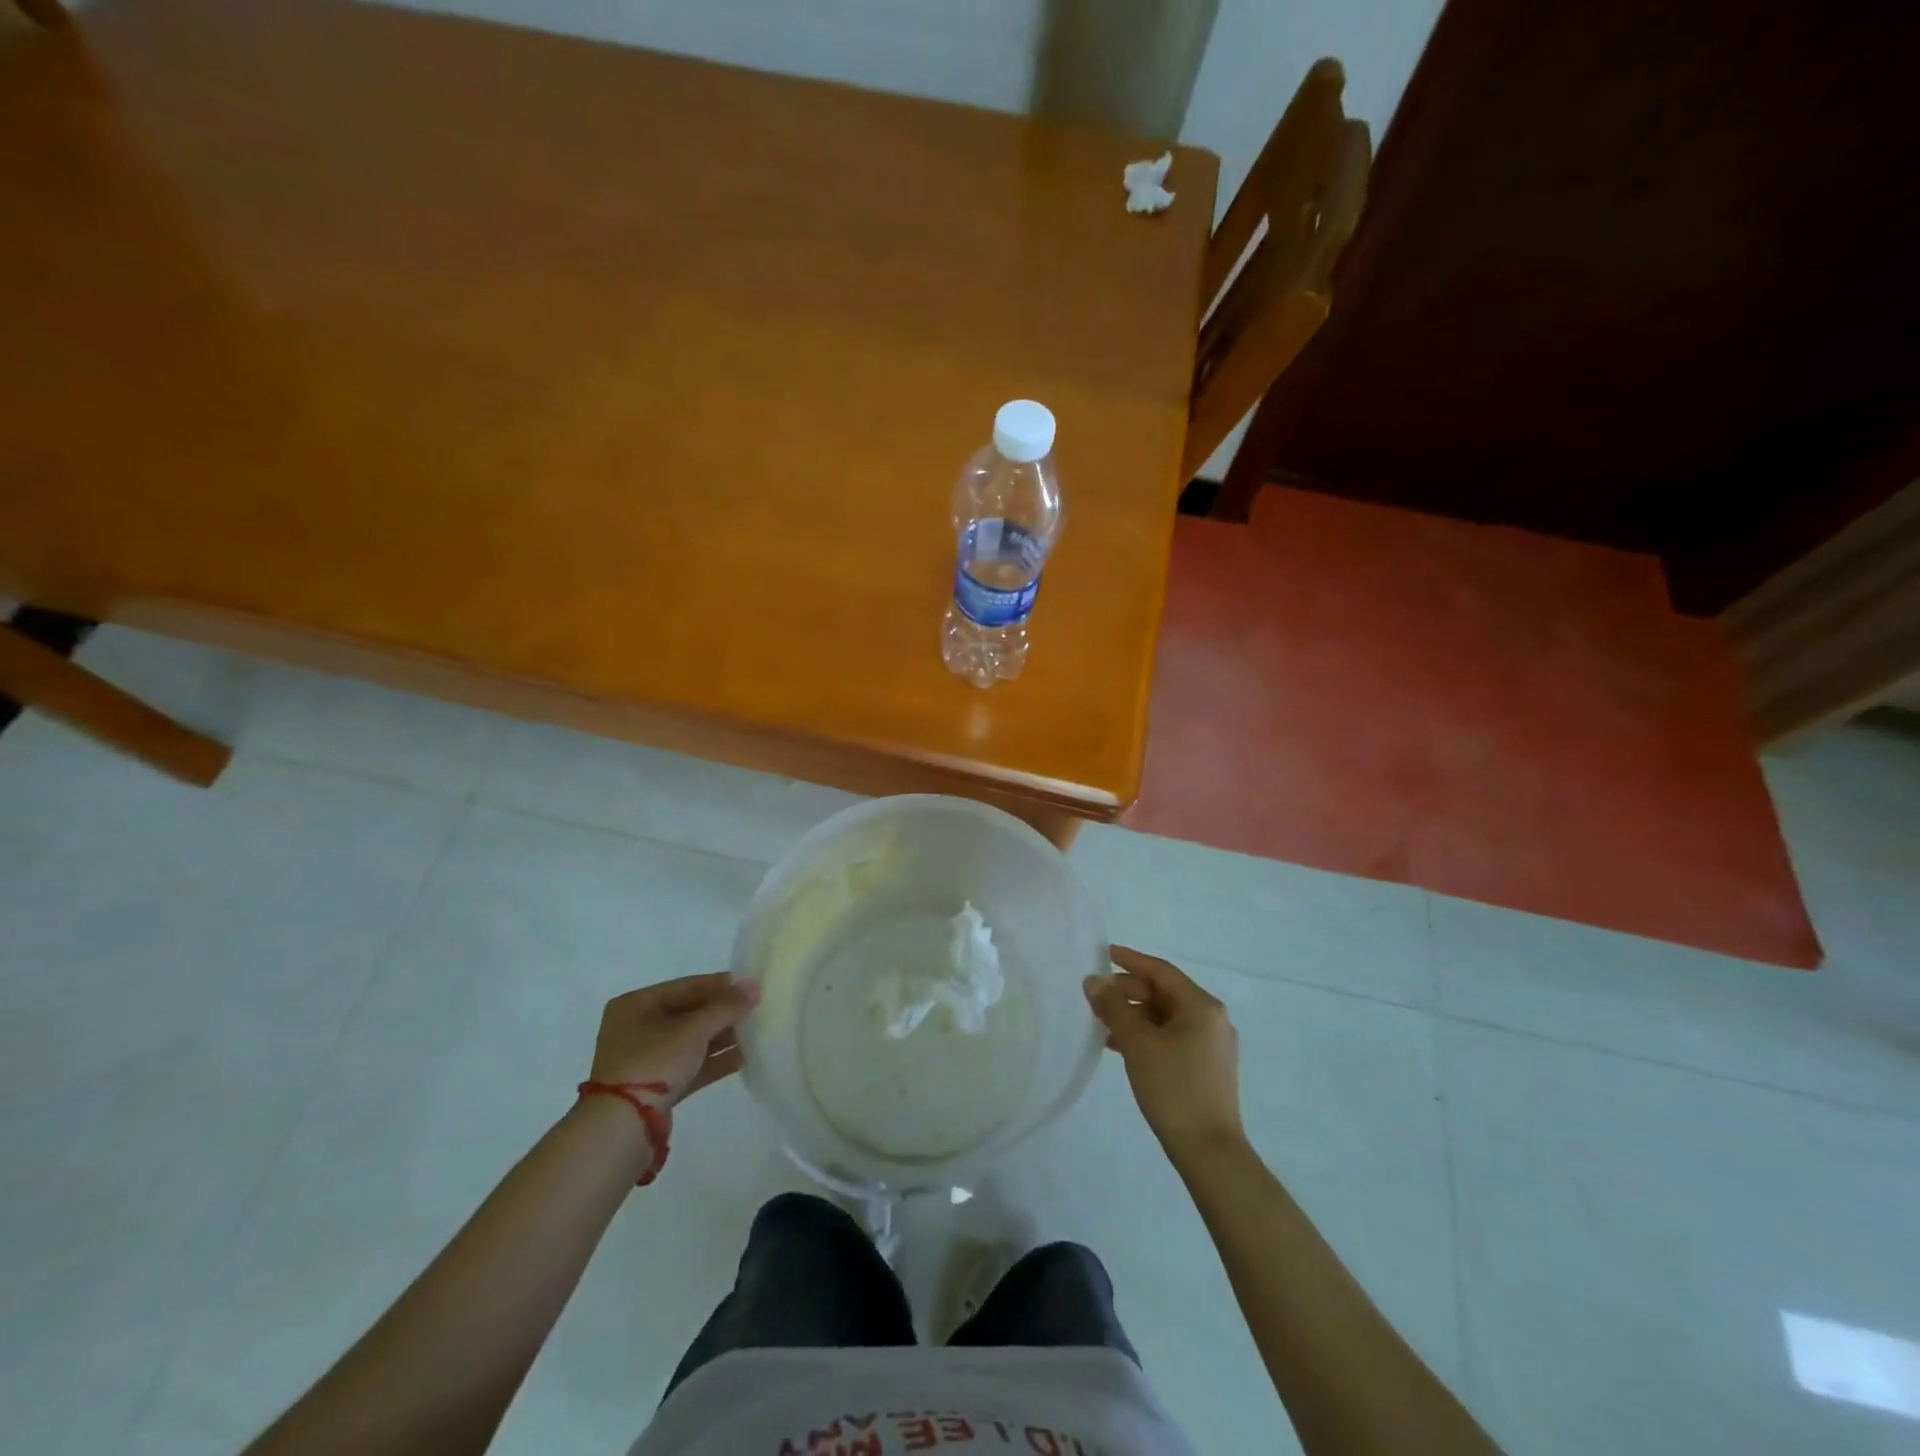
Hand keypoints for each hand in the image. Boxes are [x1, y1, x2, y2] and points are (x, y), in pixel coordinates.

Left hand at [588, 973, 760, 1105]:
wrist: (622, 1128)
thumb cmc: (654, 1062)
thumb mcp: (693, 1029)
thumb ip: (727, 1006)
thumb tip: (755, 986)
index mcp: (636, 1004)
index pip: (687, 986)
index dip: (721, 985)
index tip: (752, 985)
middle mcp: (637, 1028)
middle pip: (690, 1013)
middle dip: (724, 1013)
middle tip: (758, 1008)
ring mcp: (646, 1059)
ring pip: (692, 1041)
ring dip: (723, 1037)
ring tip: (758, 1031)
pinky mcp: (657, 1087)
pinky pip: (691, 1065)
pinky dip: (715, 1060)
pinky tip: (746, 1057)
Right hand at [1085, 946, 1243, 1154]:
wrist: (1209, 1151)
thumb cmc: (1174, 1088)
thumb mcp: (1138, 1043)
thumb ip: (1113, 1007)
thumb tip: (1093, 981)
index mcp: (1201, 1006)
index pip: (1161, 971)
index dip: (1130, 960)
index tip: (1103, 953)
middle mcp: (1211, 1019)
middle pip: (1164, 993)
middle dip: (1128, 992)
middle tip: (1096, 996)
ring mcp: (1211, 1045)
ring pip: (1165, 1017)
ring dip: (1134, 1015)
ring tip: (1101, 1022)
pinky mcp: (1206, 1068)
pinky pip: (1171, 1037)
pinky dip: (1146, 1035)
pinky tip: (1120, 1046)